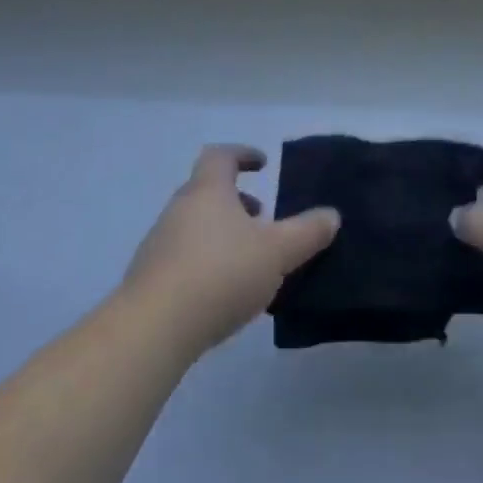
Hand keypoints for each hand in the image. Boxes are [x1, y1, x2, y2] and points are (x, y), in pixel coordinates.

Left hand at [123, 144, 339, 357]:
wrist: (154, 327)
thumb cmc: (221, 274)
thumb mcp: (277, 252)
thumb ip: (307, 232)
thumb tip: (331, 215)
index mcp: (208, 191)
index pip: (221, 156)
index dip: (242, 154)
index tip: (262, 164)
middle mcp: (179, 209)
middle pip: (207, 191)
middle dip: (237, 200)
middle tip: (263, 217)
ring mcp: (159, 243)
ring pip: (195, 224)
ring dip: (222, 231)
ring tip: (249, 259)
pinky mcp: (150, 278)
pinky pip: (184, 256)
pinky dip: (207, 260)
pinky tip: (224, 291)